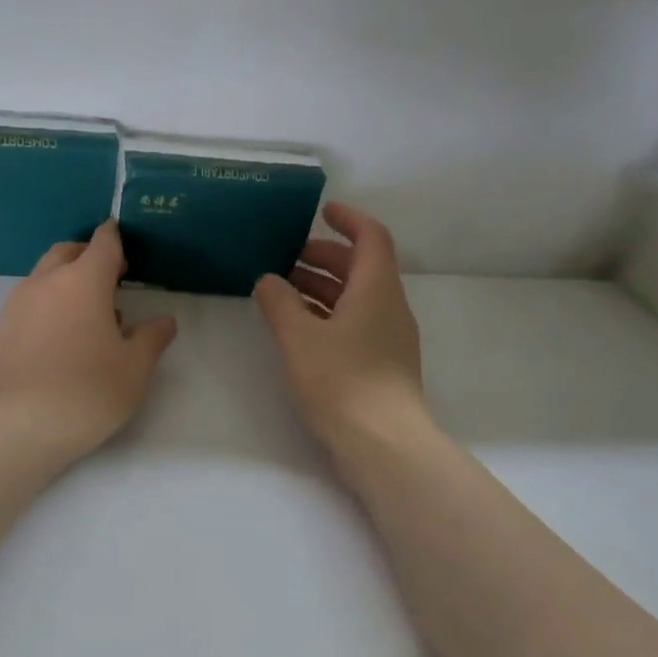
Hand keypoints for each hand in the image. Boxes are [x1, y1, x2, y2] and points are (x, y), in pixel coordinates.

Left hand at [0, 220, 177, 459]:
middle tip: (112, 280)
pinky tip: (62, 337)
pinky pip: (30, 299)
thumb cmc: (86, 392)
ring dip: (67, 280)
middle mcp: (47, 282)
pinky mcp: (1, 328)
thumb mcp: (134, 369)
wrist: (15, 427)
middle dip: (90, 256)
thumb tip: (164, 321)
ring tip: (89, 315)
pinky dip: (49, 302)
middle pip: (68, 251)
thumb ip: (152, 338)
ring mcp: (18, 303)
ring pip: (45, 274)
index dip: (116, 239)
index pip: (103, 242)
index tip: (126, 245)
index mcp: (83, 280)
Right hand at [254, 202, 430, 459]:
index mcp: (376, 289)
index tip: (321, 212)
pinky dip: (328, 314)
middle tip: (287, 258)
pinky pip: (355, 323)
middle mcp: (389, 307)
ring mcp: (389, 337)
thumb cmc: (341, 381)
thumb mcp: (299, 337)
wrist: (383, 444)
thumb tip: (268, 280)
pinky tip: (299, 328)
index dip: (348, 219)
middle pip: (361, 267)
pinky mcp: (382, 364)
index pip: (372, 237)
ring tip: (283, 291)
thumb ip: (279, 303)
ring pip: (357, 297)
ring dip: (323, 287)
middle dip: (325, 256)